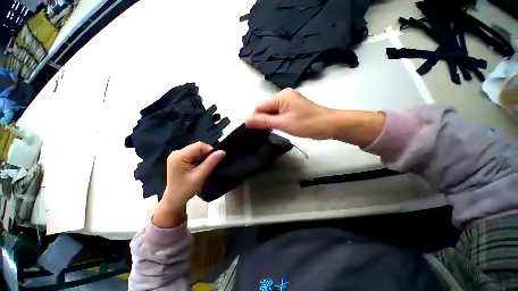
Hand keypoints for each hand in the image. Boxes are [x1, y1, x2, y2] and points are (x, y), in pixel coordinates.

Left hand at [152, 142, 225, 227]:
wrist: (174, 200)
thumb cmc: (185, 190)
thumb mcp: (200, 176)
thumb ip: (211, 163)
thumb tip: (223, 151)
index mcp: (179, 156)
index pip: (199, 146)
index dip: (209, 151)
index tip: (215, 161)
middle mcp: (177, 152)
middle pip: (198, 147)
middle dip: (206, 155)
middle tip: (209, 166)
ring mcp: (177, 155)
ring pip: (197, 151)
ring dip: (203, 158)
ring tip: (204, 168)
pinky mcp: (179, 159)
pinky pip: (194, 154)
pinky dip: (199, 160)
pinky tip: (199, 168)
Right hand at [245, 88, 335, 139]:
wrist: (329, 125)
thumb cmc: (306, 124)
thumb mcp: (282, 123)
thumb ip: (263, 121)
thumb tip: (246, 120)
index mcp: (280, 96)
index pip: (260, 105)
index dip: (254, 117)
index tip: (252, 130)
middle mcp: (284, 95)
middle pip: (266, 107)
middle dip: (262, 119)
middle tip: (262, 132)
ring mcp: (289, 100)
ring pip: (273, 111)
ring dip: (269, 120)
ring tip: (269, 131)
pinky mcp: (293, 106)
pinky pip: (280, 112)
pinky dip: (276, 120)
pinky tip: (277, 127)